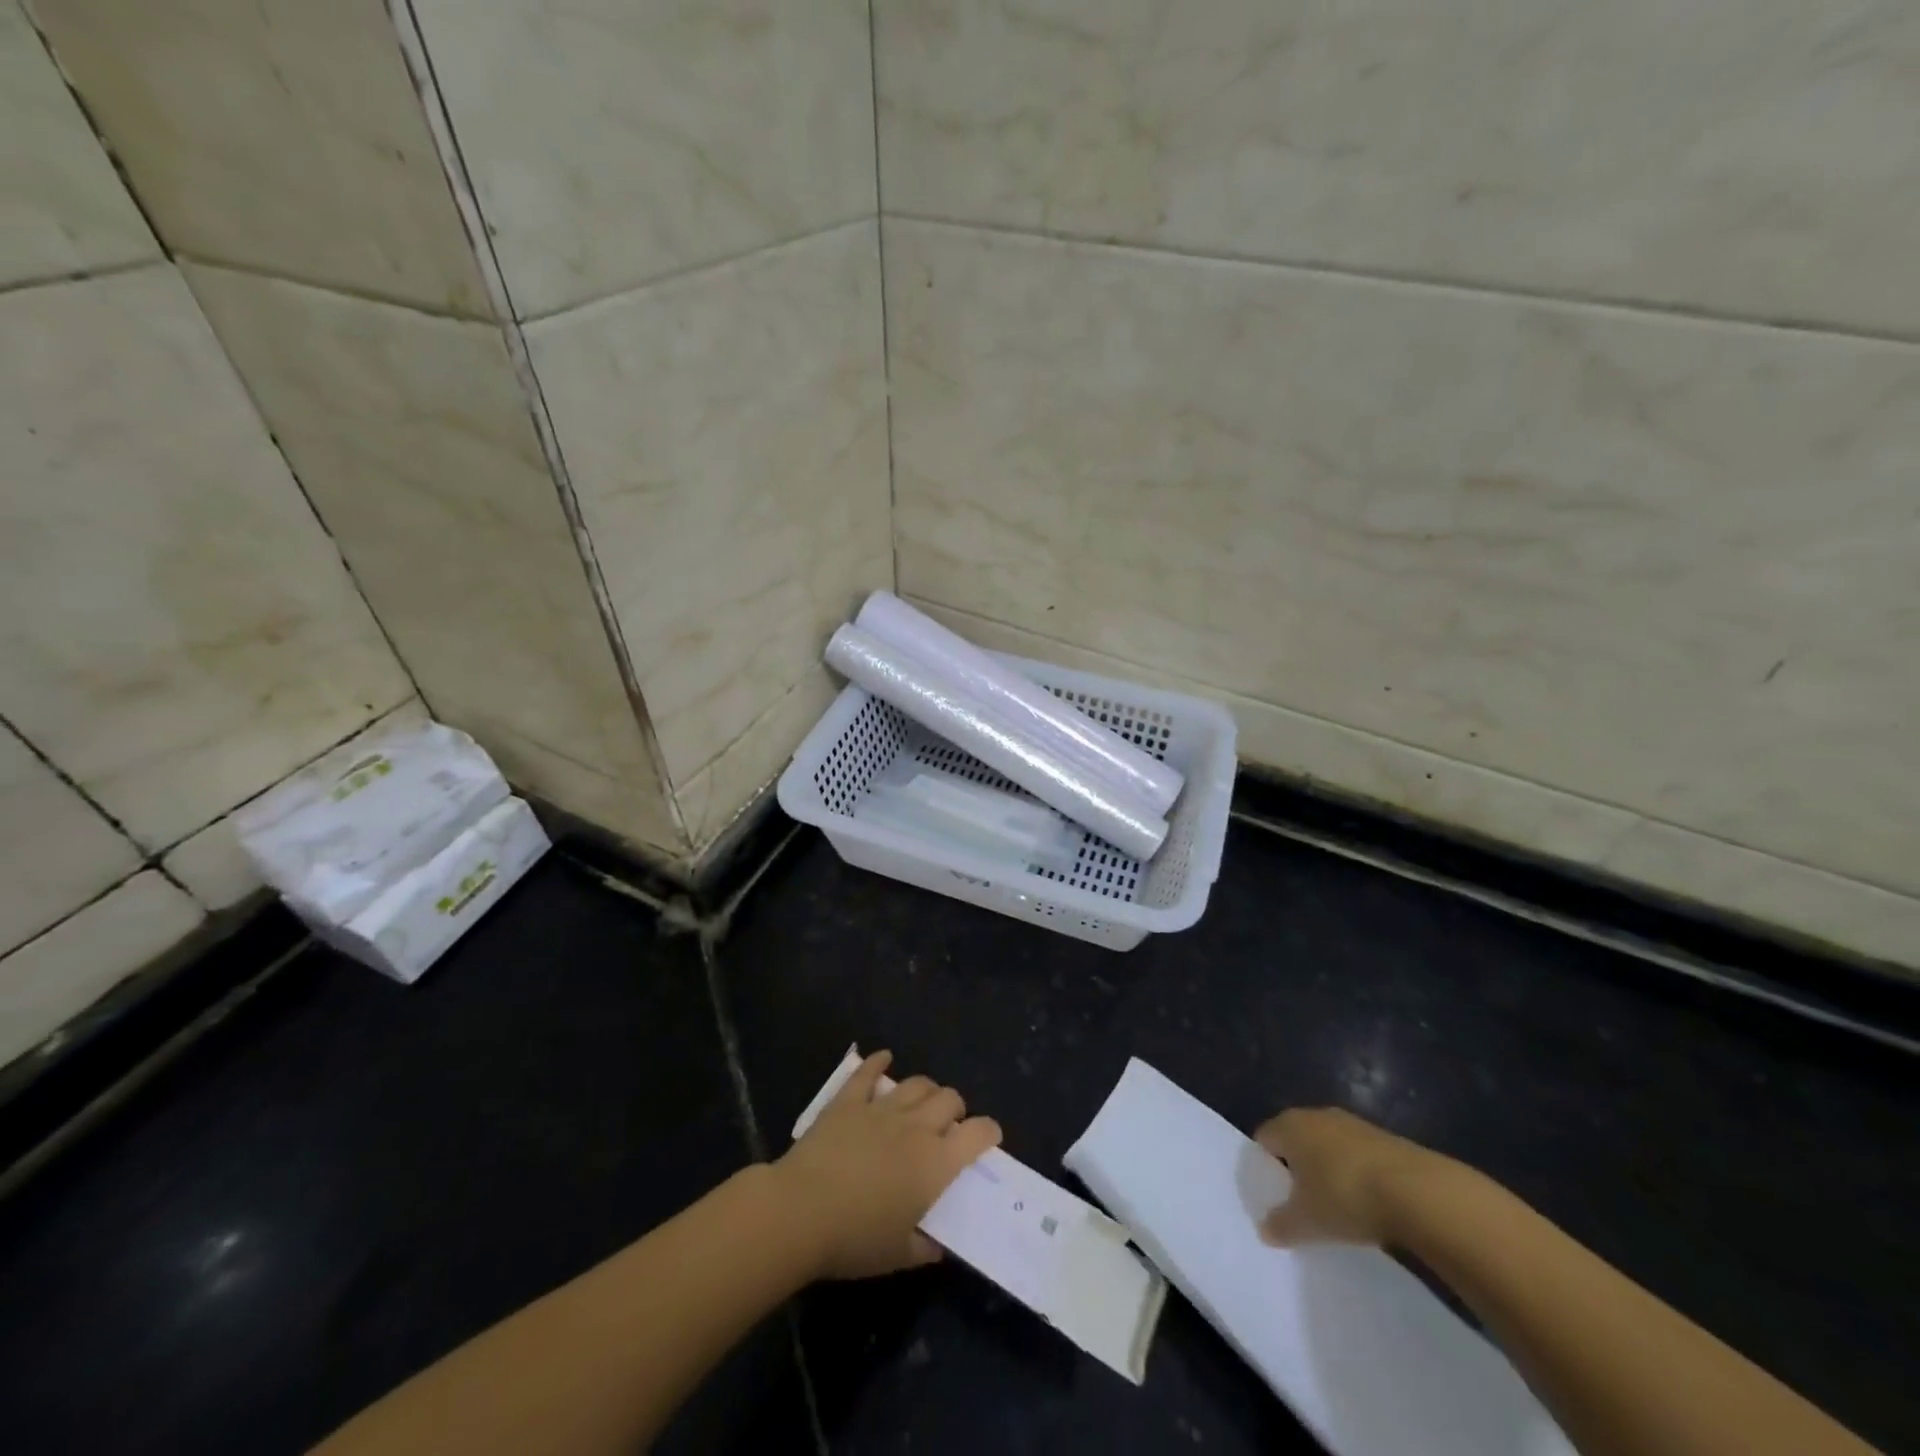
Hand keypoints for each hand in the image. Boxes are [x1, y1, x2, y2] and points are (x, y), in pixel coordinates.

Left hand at [772, 1050, 1001, 1280]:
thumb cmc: (855, 1239)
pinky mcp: (849, 1100)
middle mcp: (916, 1126)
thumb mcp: (899, 1255)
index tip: (989, 1137)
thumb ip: (925, 1246)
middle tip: (949, 1127)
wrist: (801, 1211)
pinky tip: (883, 1058)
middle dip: (956, 1109)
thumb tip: (938, 1243)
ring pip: (917, 1083)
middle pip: (949, 1099)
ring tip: (922, 1102)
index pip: (977, 1134)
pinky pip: (868, 1072)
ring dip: (926, 1090)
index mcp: (935, 1163)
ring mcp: (881, 1108)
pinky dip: (878, 1062)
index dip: (989, 1131)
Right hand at [1253, 1107, 1435, 1247]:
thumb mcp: (1307, 1221)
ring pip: (1328, 1146)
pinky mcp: (1384, 1138)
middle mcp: (1316, 1115)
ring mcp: (1352, 1124)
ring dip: (1327, 1170)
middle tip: (1299, 1202)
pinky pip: (1356, 1155)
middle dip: (1296, 1167)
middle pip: (1296, 1139)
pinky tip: (1366, 1202)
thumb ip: (1281, 1225)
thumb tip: (1264, 1230)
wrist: (1418, 1191)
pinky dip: (1355, 1174)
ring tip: (1334, 1205)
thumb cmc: (1345, 1197)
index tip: (1272, 1195)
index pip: (1264, 1139)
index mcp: (1289, 1125)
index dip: (1263, 1166)